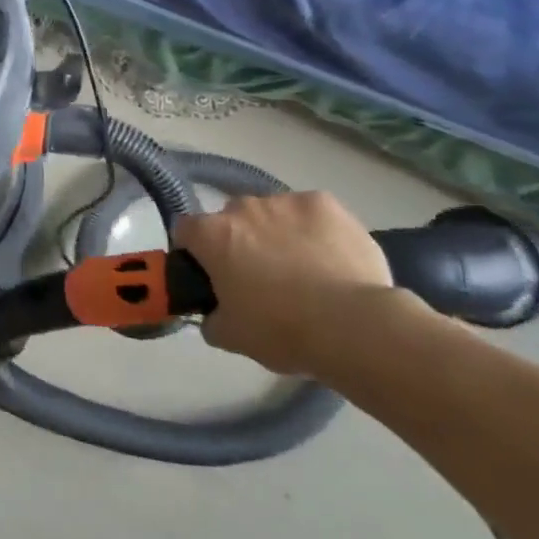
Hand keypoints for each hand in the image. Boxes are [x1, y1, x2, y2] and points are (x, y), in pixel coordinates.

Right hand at [175, 191, 392, 374]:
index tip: (210, 274)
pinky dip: (314, 230)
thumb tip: (213, 314)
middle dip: (240, 241)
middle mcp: (242, 207)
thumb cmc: (282, 330)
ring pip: (272, 213)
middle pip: (231, 218)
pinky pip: (310, 213)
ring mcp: (285, 200)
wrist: (353, 325)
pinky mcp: (325, 203)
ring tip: (304, 270)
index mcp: (212, 235)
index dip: (194, 251)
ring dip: (277, 233)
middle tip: (260, 278)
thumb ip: (212, 319)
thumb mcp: (232, 337)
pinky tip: (331, 258)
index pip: (185, 230)